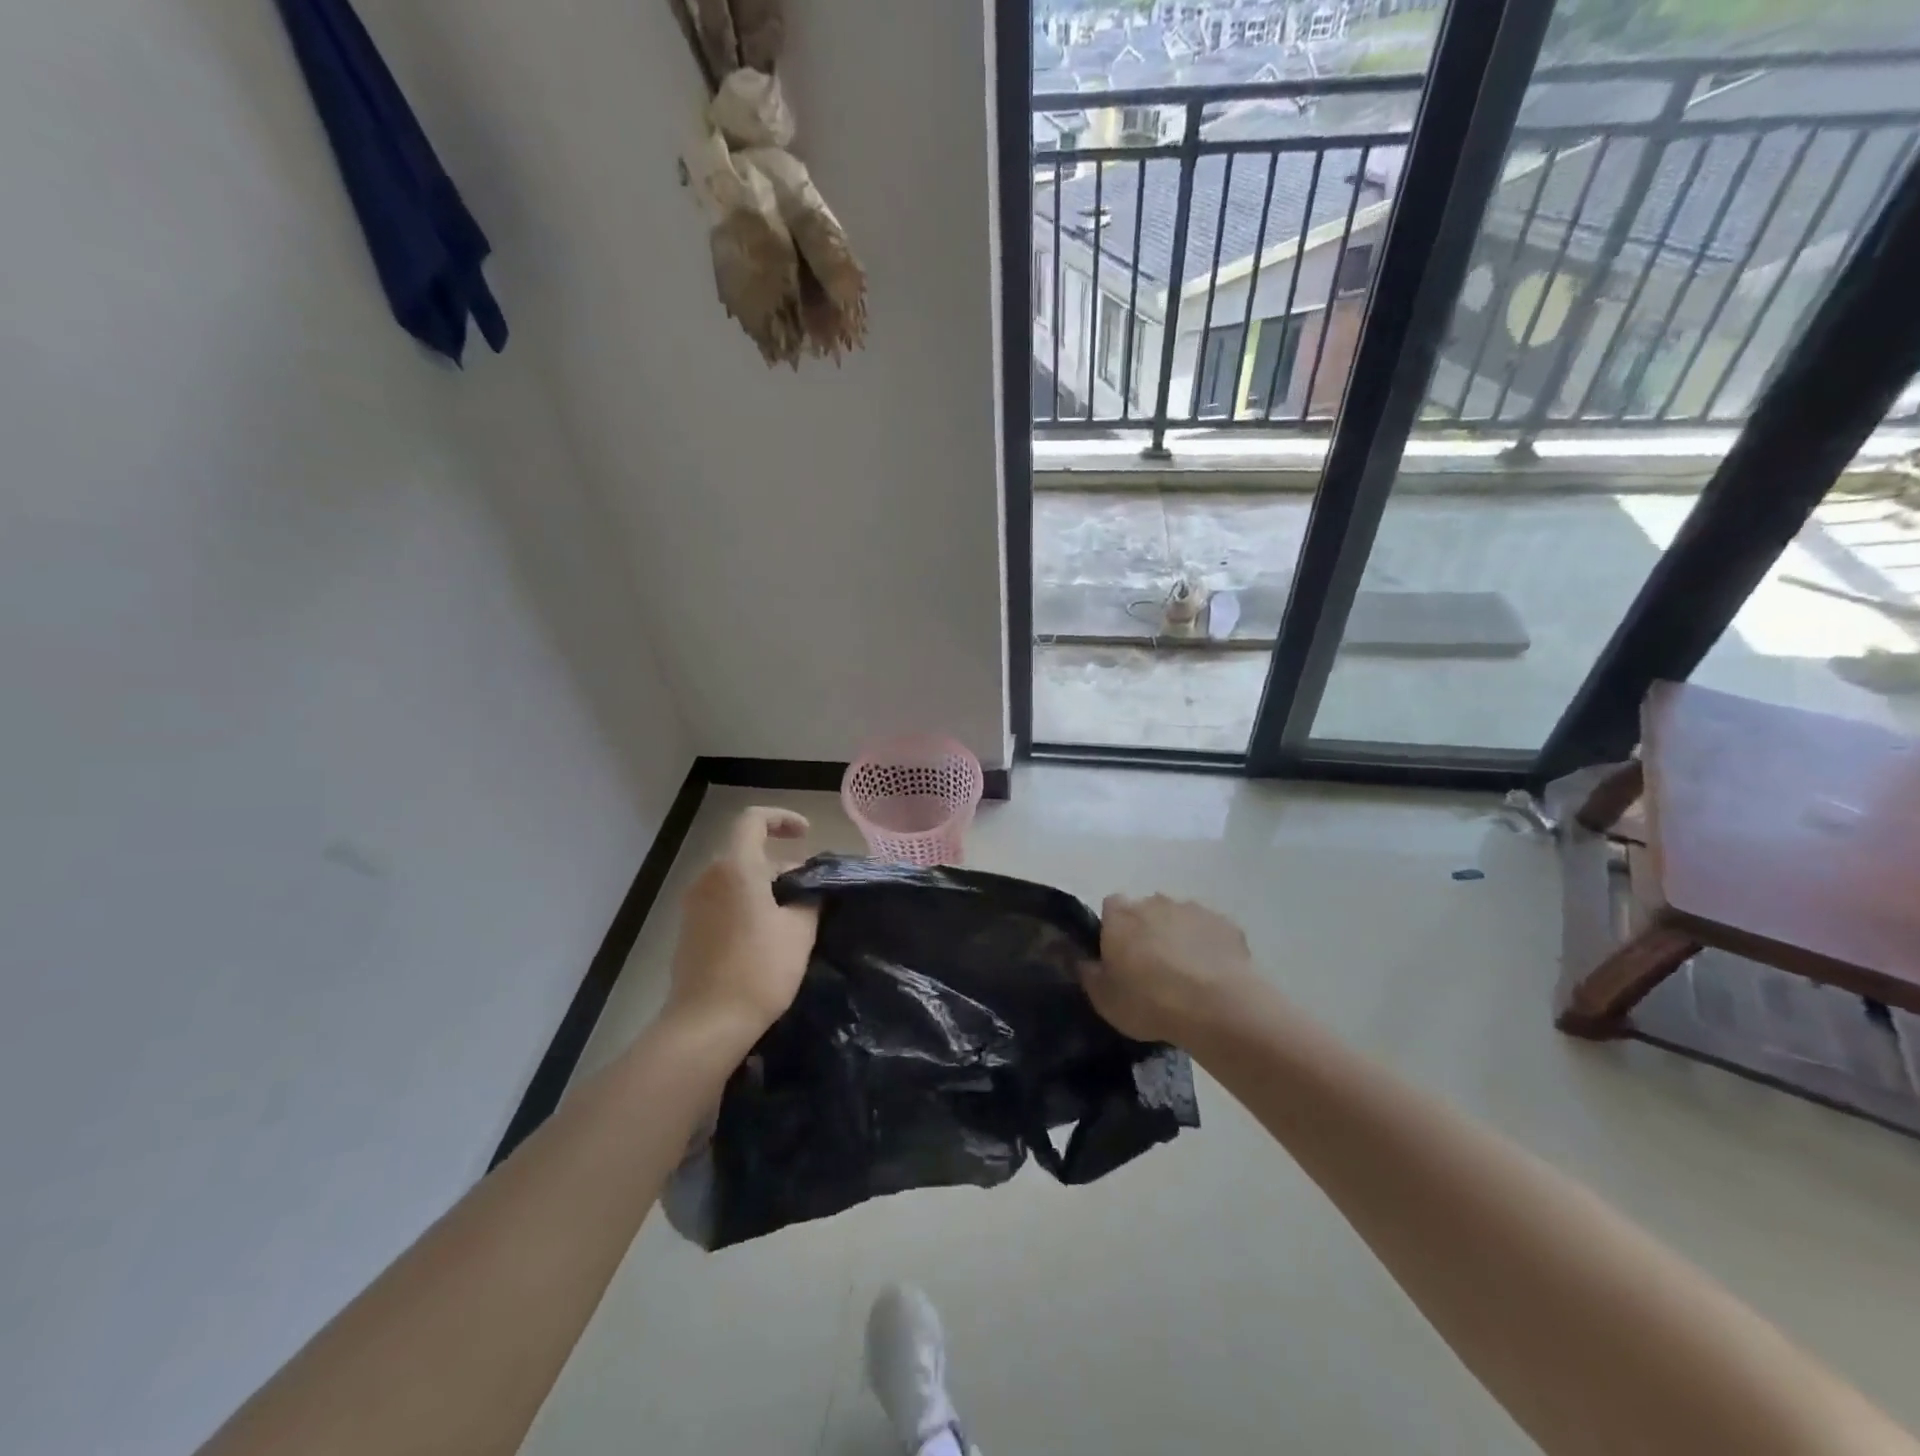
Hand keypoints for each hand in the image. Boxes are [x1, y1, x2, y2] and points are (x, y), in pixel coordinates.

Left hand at [666, 807, 817, 1041]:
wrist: (706, 1024)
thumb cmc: (759, 970)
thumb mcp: (799, 931)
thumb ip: (809, 899)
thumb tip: (810, 890)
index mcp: (735, 867)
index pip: (753, 820)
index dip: (782, 818)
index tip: (806, 835)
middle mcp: (708, 878)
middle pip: (746, 852)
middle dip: (780, 863)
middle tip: (809, 890)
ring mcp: (693, 905)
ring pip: (735, 878)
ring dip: (764, 886)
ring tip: (794, 915)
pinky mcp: (689, 930)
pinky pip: (722, 901)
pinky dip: (746, 904)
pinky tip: (767, 935)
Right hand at [1082, 894, 1260, 1046]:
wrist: (1216, 1007)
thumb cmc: (1149, 1002)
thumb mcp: (1104, 1000)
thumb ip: (1090, 974)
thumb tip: (1085, 961)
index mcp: (1120, 916)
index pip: (1110, 907)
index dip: (1113, 928)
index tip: (1118, 955)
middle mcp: (1154, 902)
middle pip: (1147, 910)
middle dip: (1148, 931)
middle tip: (1152, 968)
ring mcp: (1193, 910)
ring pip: (1180, 918)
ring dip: (1179, 937)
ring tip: (1186, 975)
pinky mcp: (1225, 924)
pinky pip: (1210, 931)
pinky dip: (1208, 947)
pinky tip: (1213, 976)